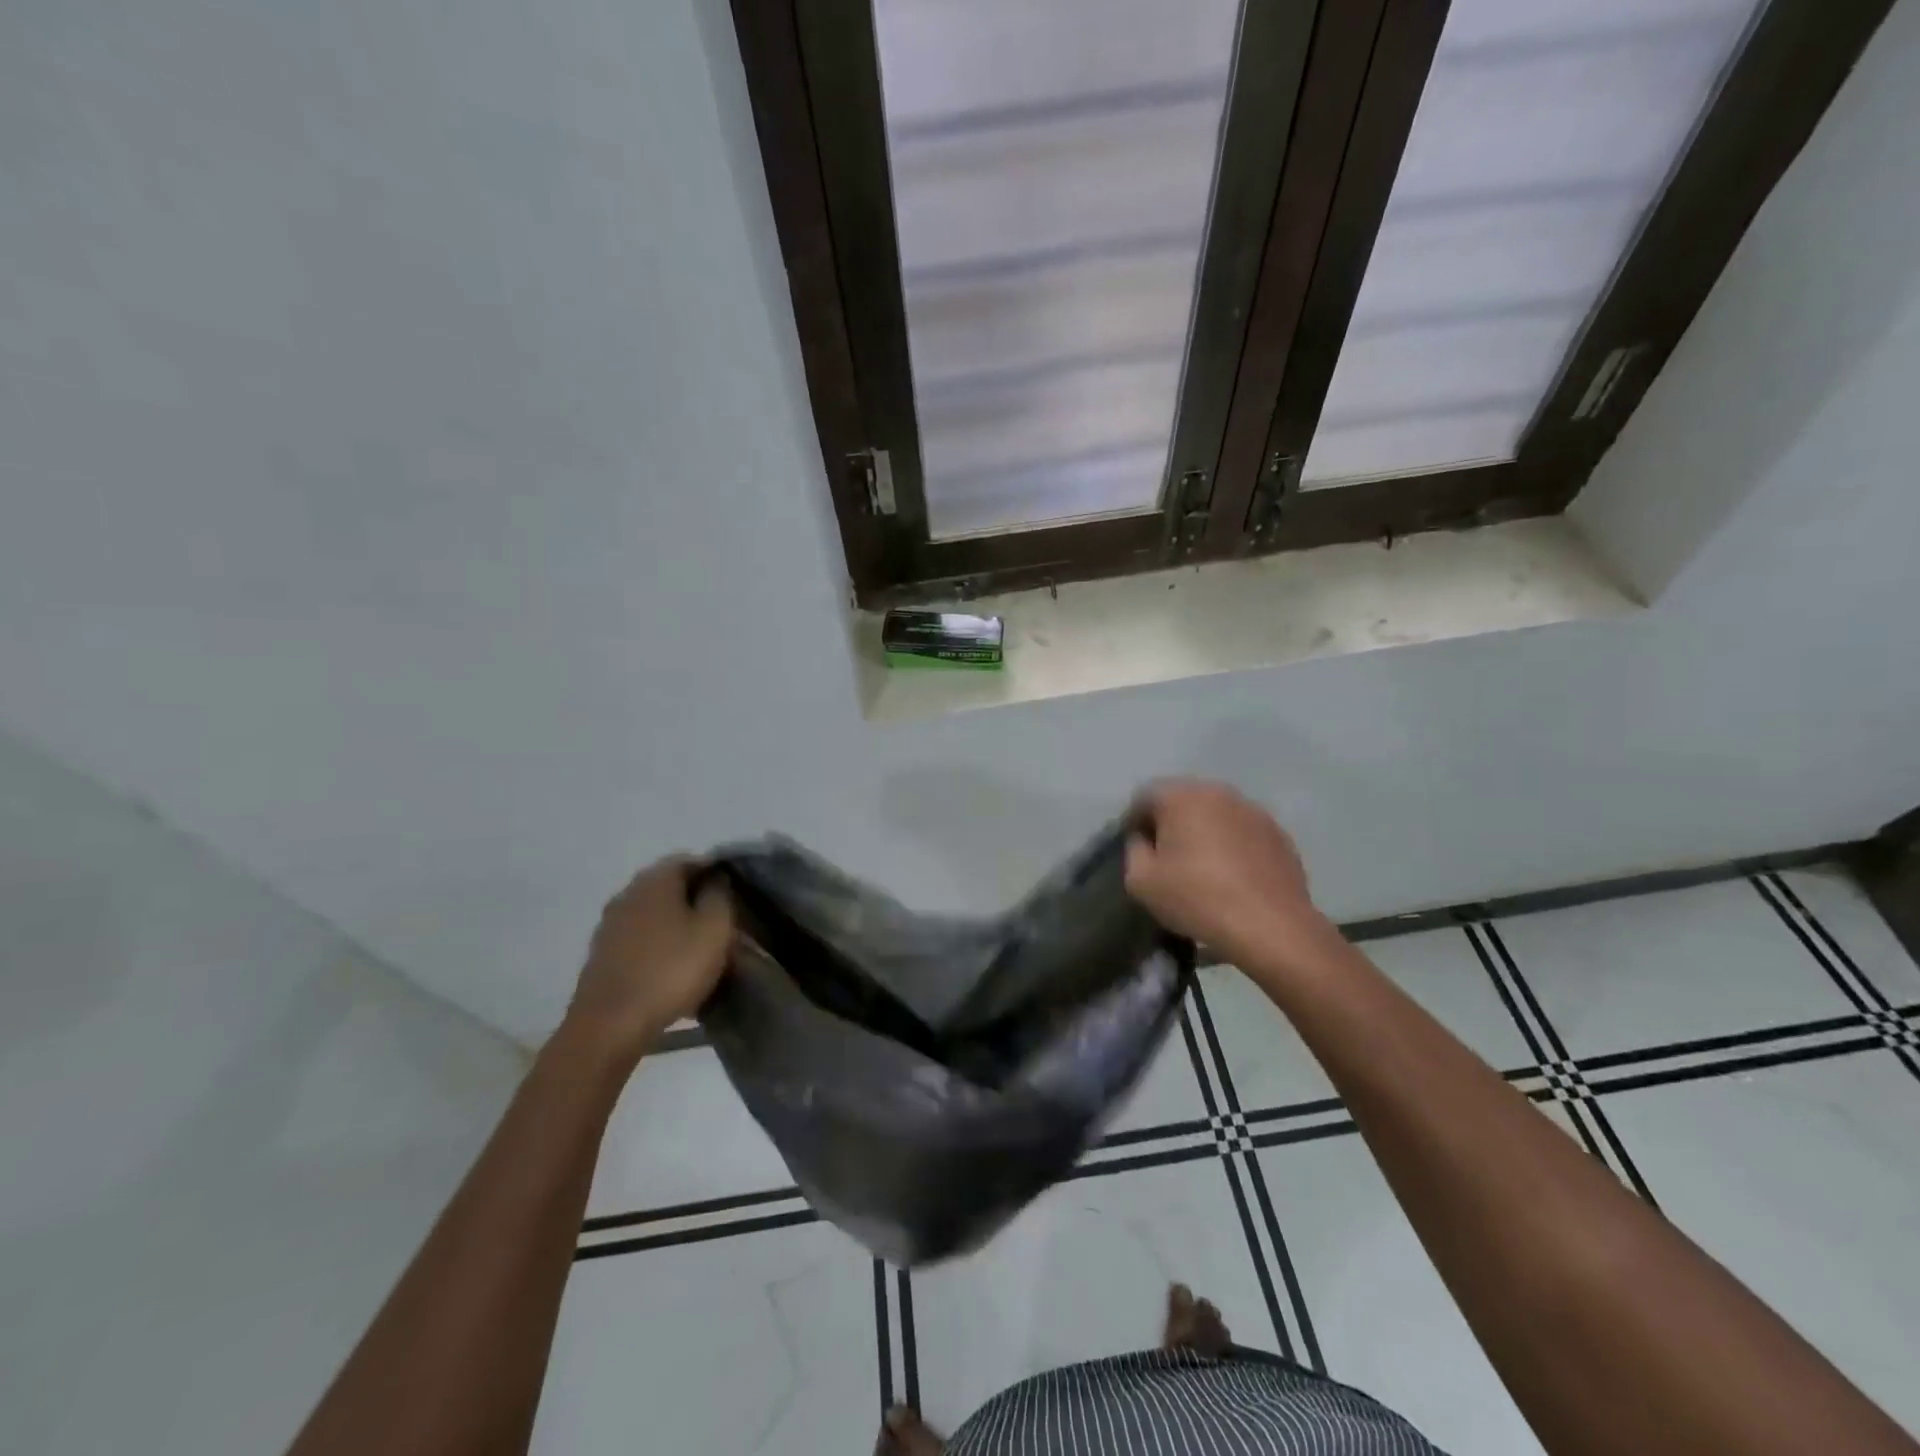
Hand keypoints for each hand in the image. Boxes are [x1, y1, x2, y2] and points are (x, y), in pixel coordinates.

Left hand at [563, 857, 733, 1063]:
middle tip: (718, 925)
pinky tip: (669, 972)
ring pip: (652, 915)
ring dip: (674, 927)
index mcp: (655, 880)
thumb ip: (720, 897)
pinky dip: (656, 949)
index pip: (689, 860)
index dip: (714, 874)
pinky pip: (638, 941)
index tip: (733, 897)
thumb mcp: (714, 930)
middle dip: (694, 901)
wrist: (609, 1026)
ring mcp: (609, 926)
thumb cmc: (670, 970)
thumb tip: (716, 881)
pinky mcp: (601, 956)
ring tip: (696, 952)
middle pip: (668, 887)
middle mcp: (628, 894)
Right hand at [1125, 779, 1332, 975]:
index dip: (1134, 823)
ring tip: (1203, 869)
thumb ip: (1134, 850)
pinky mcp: (1279, 834)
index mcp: (1181, 797)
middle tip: (1167, 859)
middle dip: (1171, 824)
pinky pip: (1244, 833)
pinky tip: (1233, 878)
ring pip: (1216, 815)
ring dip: (1204, 833)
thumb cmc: (1197, 898)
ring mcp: (1254, 811)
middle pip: (1183, 801)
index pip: (1144, 797)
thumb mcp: (1141, 881)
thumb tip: (1144, 840)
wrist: (1271, 927)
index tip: (1138, 851)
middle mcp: (1218, 792)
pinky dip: (1233, 847)